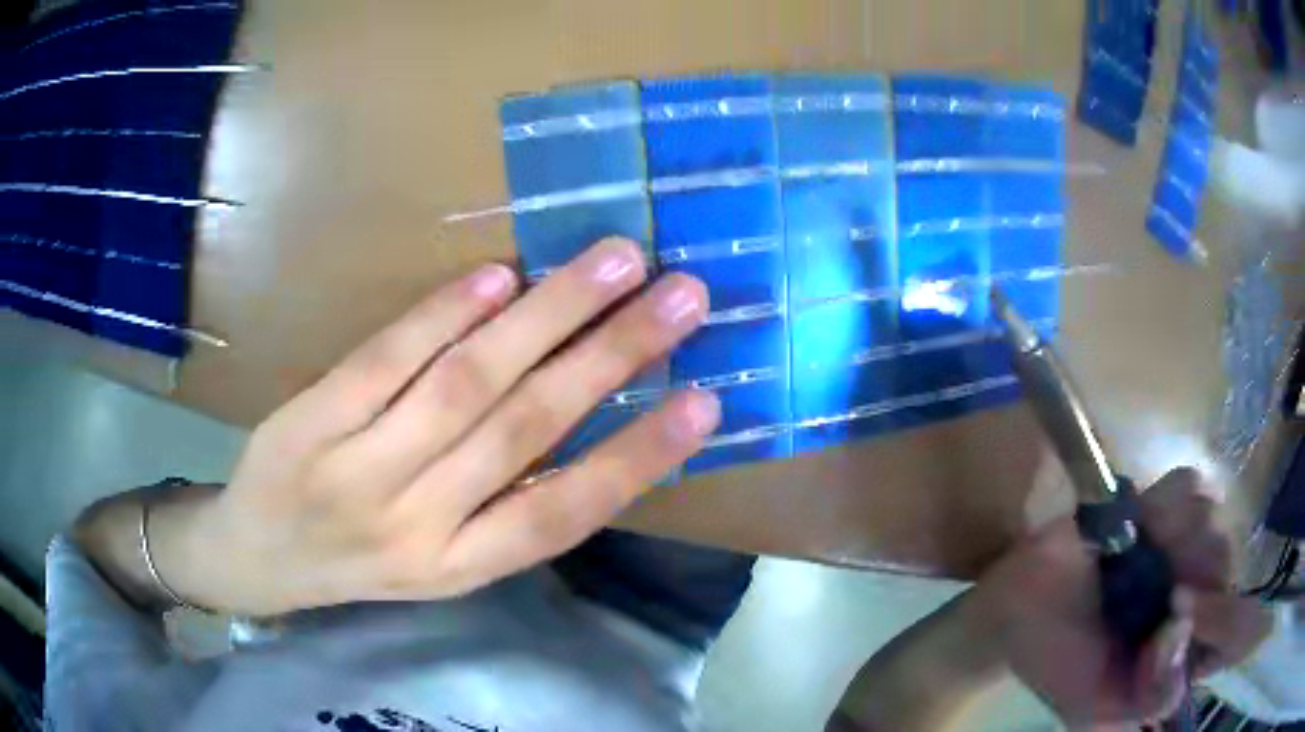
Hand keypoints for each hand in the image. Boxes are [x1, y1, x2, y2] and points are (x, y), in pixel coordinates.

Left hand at [156, 238, 719, 615]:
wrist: (254, 558)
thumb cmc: (355, 559)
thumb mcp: (437, 559)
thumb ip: (500, 502)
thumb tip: (583, 417)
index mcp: (460, 566)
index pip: (564, 512)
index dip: (639, 457)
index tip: (706, 399)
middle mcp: (416, 524)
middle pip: (523, 430)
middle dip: (612, 357)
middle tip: (682, 295)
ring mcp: (356, 470)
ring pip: (463, 385)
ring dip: (546, 317)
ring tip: (613, 261)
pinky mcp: (308, 423)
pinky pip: (384, 360)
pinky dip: (444, 314)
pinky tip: (500, 276)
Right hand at [972, 468, 1271, 726]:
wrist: (1012, 610)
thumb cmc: (1055, 663)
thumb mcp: (1097, 709)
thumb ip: (1150, 697)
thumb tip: (1185, 629)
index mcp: (1183, 652)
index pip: (1233, 633)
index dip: (1221, 619)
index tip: (1176, 612)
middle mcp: (1193, 596)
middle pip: (1227, 566)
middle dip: (1191, 573)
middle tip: (1149, 584)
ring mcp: (1181, 546)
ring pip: (1215, 520)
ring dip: (1179, 533)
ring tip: (1139, 551)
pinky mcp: (1163, 506)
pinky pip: (1192, 484)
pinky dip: (1174, 495)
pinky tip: (1144, 517)